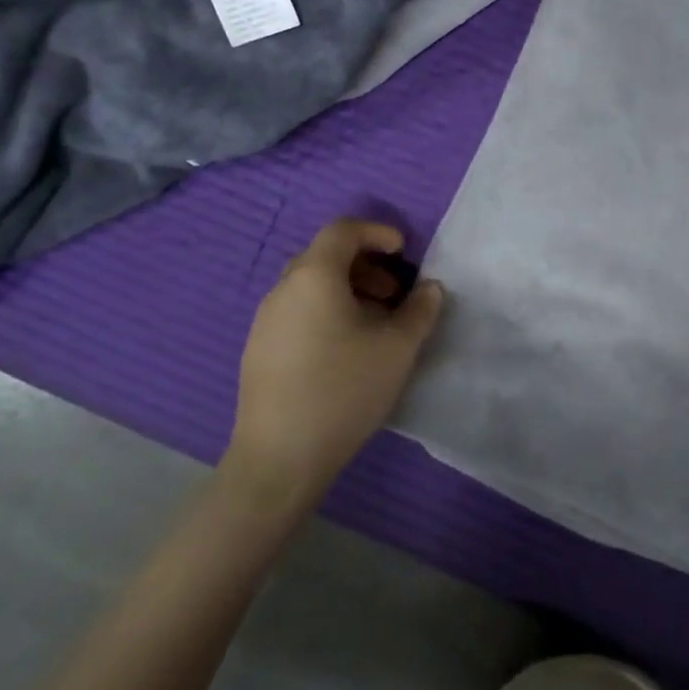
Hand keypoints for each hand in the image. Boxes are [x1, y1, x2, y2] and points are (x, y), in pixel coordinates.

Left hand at [227, 218, 444, 498]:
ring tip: (375, 324)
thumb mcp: (397, 348)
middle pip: (325, 256)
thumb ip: (420, 310)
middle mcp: (283, 289)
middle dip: (365, 265)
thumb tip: (430, 288)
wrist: (279, 459)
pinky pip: (297, 311)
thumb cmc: (343, 390)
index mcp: (313, 276)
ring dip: (346, 290)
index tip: (404, 252)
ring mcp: (265, 320)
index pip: (343, 230)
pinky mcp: (258, 350)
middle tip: (394, 293)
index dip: (377, 232)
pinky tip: (345, 350)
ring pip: (310, 286)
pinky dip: (325, 311)